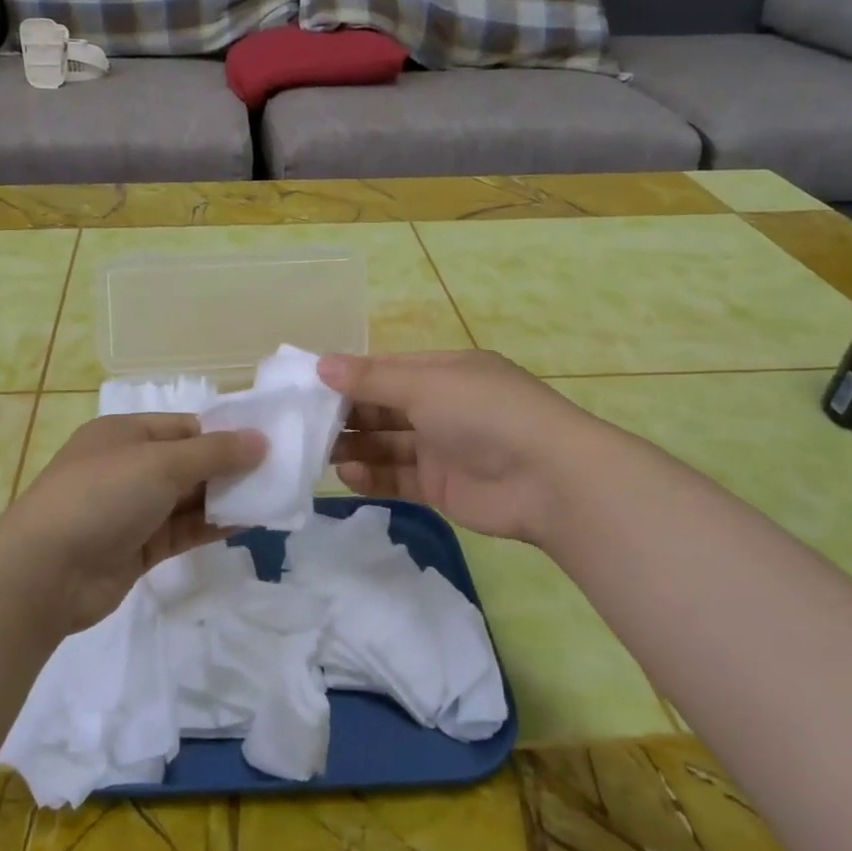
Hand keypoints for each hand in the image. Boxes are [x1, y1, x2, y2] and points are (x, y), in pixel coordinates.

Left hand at [0, 413, 264, 634]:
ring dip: (226, 498)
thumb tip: (261, 440)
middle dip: (230, 468)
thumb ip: (214, 453)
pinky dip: (212, 526)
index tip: (266, 443)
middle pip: (189, 462)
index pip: (185, 427)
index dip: (224, 434)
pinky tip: (249, 523)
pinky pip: (183, 530)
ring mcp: (132, 510)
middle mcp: (128, 467)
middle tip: (279, 473)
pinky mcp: (138, 548)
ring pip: (188, 499)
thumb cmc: (102, 496)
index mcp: (125, 433)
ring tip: (273, 497)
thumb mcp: (160, 463)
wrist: (46, 572)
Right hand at [320, 350, 584, 545]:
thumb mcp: (425, 385)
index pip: (385, 371)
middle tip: (302, 424)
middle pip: (381, 408)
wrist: (549, 480)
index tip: (306, 386)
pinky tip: (348, 475)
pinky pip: (397, 477)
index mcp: (443, 372)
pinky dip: (372, 476)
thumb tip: (319, 364)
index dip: (348, 377)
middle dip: (345, 414)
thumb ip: (370, 380)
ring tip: (318, 453)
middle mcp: (441, 406)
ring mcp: (441, 448)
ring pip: (386, 444)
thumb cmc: (484, 414)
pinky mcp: (440, 486)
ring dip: (354, 446)